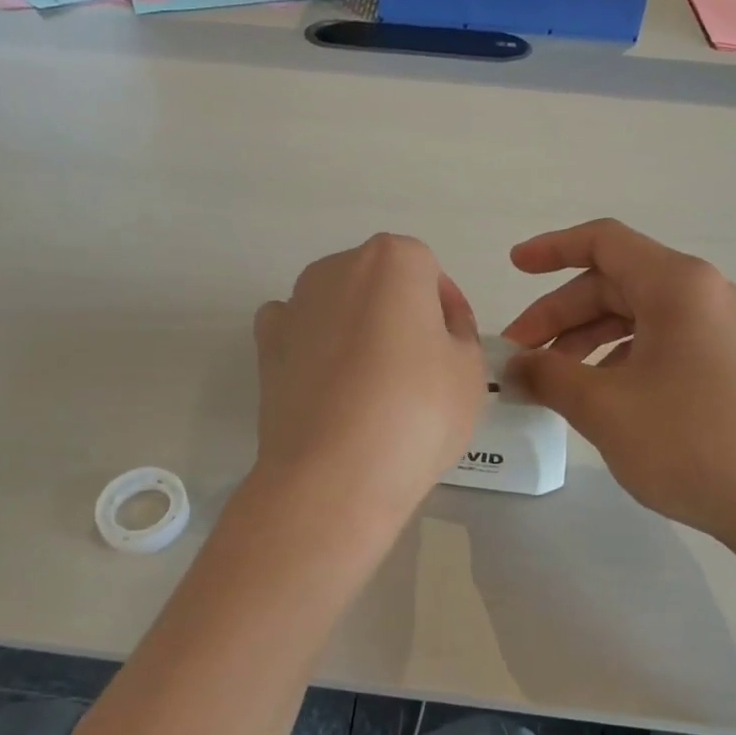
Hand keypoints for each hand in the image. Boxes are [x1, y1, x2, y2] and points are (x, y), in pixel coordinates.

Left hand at [254, 234, 484, 523]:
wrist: (333, 474)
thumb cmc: (416, 412)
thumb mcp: (470, 370)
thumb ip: (459, 333)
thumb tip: (435, 329)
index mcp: (393, 260)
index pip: (430, 272)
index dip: (446, 310)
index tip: (453, 348)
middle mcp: (337, 267)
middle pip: (381, 282)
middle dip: (400, 313)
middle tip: (419, 367)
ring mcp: (295, 304)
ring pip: (339, 305)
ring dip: (357, 329)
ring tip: (373, 384)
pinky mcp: (265, 344)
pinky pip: (299, 331)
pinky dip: (314, 347)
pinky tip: (329, 384)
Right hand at [502, 219, 735, 553]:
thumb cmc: (691, 443)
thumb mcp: (604, 407)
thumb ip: (548, 376)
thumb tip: (513, 366)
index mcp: (677, 285)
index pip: (604, 242)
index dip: (551, 249)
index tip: (512, 267)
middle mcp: (705, 294)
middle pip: (615, 283)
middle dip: (560, 315)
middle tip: (520, 356)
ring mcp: (723, 330)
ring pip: (638, 316)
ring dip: (586, 340)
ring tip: (554, 382)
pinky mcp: (731, 364)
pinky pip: (663, 343)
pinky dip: (620, 359)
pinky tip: (602, 397)